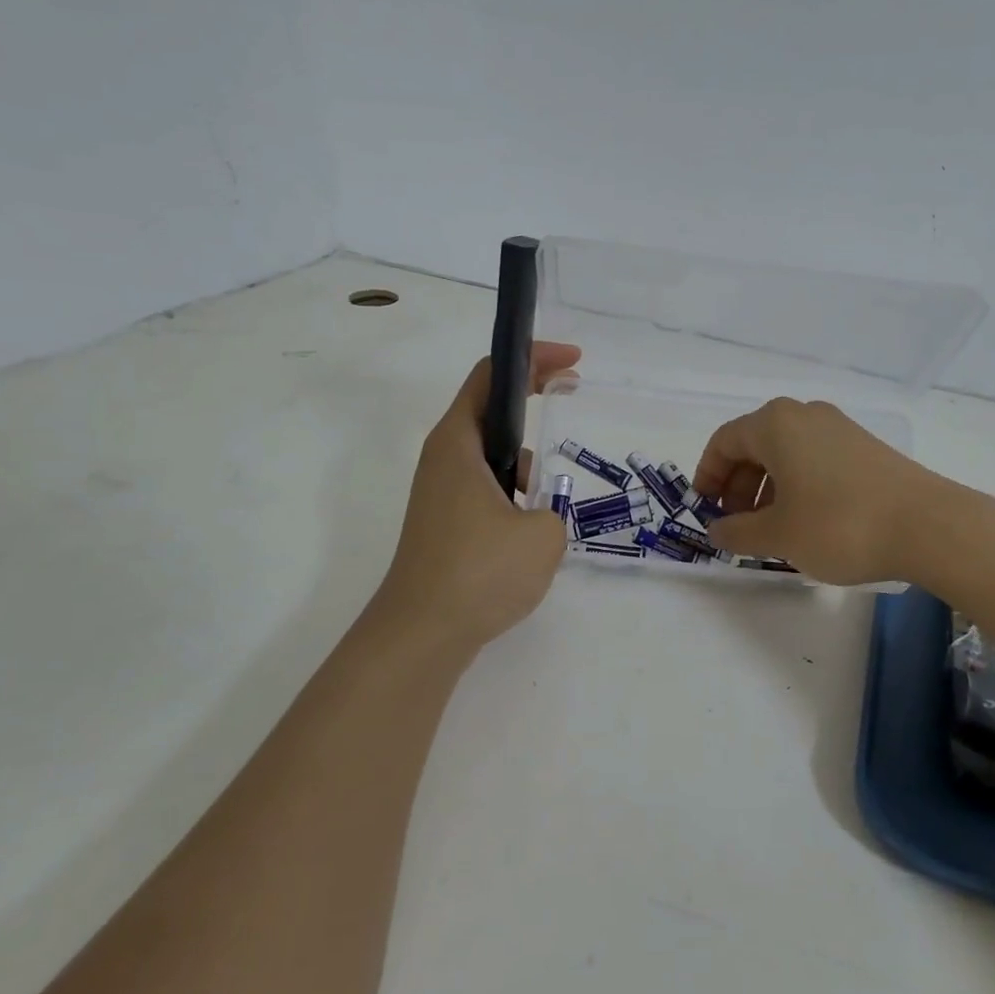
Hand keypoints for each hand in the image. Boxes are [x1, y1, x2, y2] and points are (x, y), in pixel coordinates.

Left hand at [371, 342, 581, 653]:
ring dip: (524, 464)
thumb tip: (534, 514)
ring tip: (544, 507)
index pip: (494, 375)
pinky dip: (512, 496)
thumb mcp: (543, 534)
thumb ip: (552, 509)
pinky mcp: (443, 523)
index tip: (573, 361)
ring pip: (491, 456)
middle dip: (534, 403)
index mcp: (459, 442)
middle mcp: (443, 458)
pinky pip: (485, 489)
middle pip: (491, 411)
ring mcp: (439, 492)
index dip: (534, 358)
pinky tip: (527, 538)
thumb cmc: (480, 572)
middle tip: (572, 400)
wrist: (421, 635)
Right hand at [691, 398, 938, 585]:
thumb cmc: (839, 524)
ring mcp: (839, 428)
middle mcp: (805, 415)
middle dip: (739, 486)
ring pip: (785, 453)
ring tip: (770, 530)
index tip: (706, 510)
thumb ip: (737, 532)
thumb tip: (717, 529)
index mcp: (776, 424)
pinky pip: (813, 459)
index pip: (724, 441)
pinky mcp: (864, 447)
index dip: (708, 476)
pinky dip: (797, 485)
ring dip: (767, 489)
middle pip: (755, 445)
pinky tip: (805, 521)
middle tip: (737, 525)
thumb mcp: (778, 535)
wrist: (928, 526)